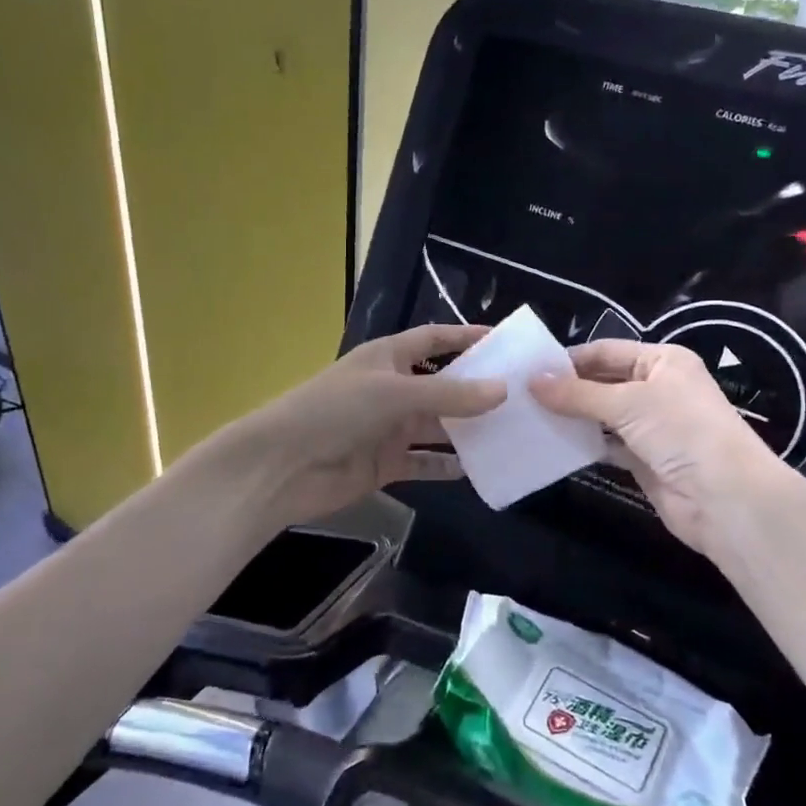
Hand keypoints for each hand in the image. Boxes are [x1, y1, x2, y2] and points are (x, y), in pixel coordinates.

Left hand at [228, 324, 505, 526]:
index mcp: (388, 358)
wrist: (282, 467)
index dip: (465, 337)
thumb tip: (503, 390)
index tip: (504, 342)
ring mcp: (389, 428)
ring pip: (438, 425)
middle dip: (477, 390)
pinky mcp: (386, 463)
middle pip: (443, 384)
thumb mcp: (394, 392)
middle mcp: (392, 389)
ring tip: (511, 432)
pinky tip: (477, 468)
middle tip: (522, 396)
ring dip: (468, 430)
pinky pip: (425, 461)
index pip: (434, 339)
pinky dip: (447, 465)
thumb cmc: (335, 411)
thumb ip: (449, 393)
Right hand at [530, 340, 787, 556]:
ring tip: (528, 418)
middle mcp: (658, 388)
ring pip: (603, 416)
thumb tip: (531, 381)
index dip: (570, 359)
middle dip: (567, 389)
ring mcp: (652, 426)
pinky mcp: (645, 460)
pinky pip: (607, 446)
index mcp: (663, 361)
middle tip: (521, 396)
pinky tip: (553, 445)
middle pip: (604, 383)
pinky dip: (584, 445)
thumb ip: (578, 393)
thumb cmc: (681, 431)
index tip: (528, 370)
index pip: (607, 352)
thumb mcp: (628, 403)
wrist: (725, 498)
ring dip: (572, 418)